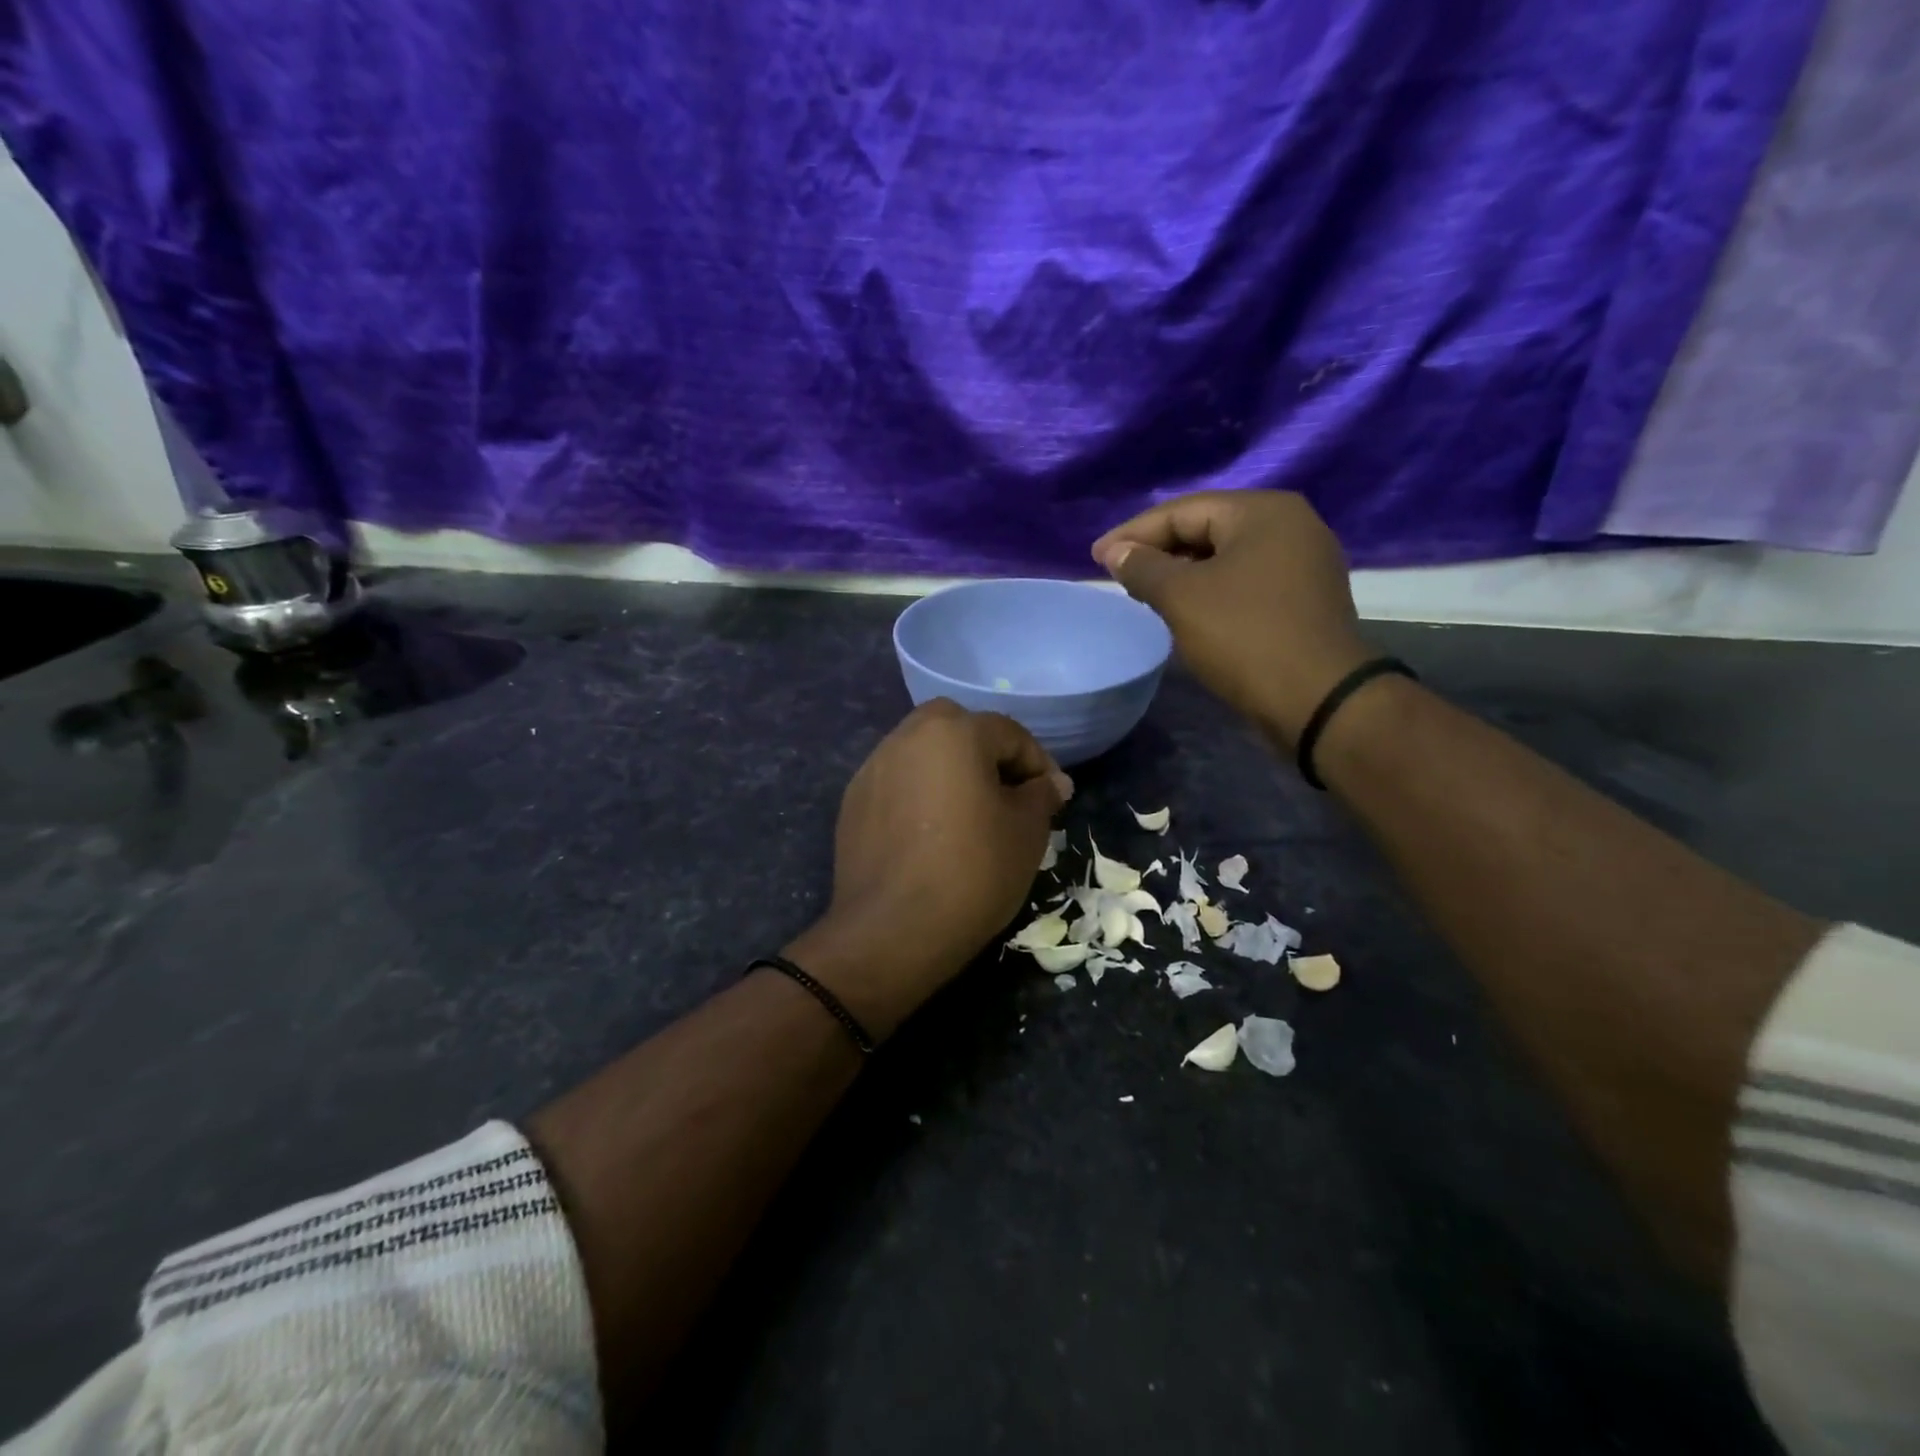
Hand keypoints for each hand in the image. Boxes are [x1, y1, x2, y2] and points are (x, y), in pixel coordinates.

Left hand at [785, 700, 1067, 1038]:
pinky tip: (930, 833)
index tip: (1052, 797)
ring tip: (968, 812)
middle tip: (1006, 792)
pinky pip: (896, 782)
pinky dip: (918, 793)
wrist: (893, 930)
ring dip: (948, 769)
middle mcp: (907, 737)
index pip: (1008, 733)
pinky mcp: (852, 802)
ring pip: (921, 752)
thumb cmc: (974, 872)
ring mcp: (873, 768)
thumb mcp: (1027, 833)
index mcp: (954, 732)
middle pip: (956, 727)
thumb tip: (1053, 783)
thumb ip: (1042, 796)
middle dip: (985, 751)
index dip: (1037, 763)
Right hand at [1092, 490, 1371, 746]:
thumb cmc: (1245, 637)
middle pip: (1207, 529)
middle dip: (1158, 551)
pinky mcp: (1304, 598)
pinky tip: (1185, 610)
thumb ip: (1143, 568)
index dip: (1133, 534)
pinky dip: (1210, 590)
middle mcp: (1290, 526)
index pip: (1183, 511)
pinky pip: (1244, 581)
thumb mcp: (1182, 598)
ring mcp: (1303, 563)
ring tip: (1144, 594)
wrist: (1318, 700)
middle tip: (1118, 576)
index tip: (1095, 559)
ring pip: (1225, 558)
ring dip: (1181, 573)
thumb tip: (1116, 553)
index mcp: (1263, 512)